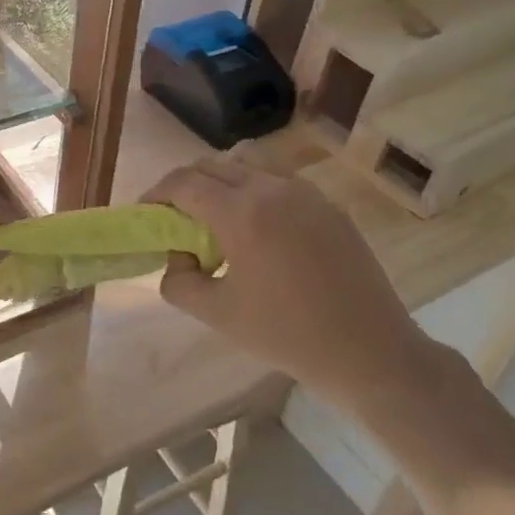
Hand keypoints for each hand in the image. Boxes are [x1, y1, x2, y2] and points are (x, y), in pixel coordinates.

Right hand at [144, 154, 440, 397]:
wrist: (369, 352)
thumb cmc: (286, 335)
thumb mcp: (217, 315)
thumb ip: (179, 281)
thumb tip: (178, 256)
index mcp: (242, 213)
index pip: (185, 183)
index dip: (157, 193)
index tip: (145, 212)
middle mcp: (273, 189)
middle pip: (214, 164)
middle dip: (186, 184)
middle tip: (176, 216)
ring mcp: (306, 193)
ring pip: (250, 162)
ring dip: (222, 178)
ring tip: (218, 215)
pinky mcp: (329, 206)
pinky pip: (280, 179)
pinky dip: (255, 189)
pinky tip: (258, 229)